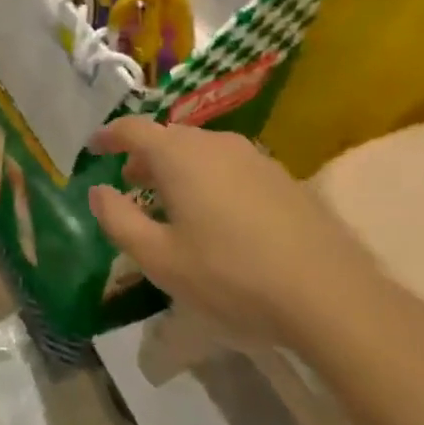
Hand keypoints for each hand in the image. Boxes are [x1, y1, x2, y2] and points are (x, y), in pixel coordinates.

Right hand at [87, 119, 400, 350]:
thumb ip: (118, 220)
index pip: (132, 129)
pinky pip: (230, 165)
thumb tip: (98, 191)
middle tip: (129, 182)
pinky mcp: (283, 178)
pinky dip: (208, 177)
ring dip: (177, 166)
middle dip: (143, 155)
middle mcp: (215, 143)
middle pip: (168, 136)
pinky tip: (216, 215)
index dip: (108, 136)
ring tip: (170, 201)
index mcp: (179, 155)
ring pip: (201, 149)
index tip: (93, 149)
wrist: (330, 295)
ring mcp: (254, 157)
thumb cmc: (230, 274)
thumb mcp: (159, 258)